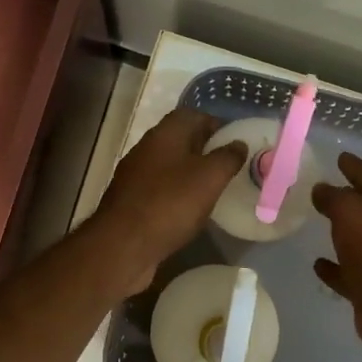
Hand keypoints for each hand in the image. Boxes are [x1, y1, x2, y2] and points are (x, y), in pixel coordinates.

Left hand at [89, 108, 246, 293]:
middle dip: (205, 149)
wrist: (122, 246)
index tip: (235, 140)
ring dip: (190, 172)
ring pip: (169, 166)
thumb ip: (227, 157)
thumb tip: (238, 143)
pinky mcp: (131, 202)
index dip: (215, 124)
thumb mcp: (209, 177)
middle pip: (180, 140)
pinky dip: (177, 194)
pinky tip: (190, 210)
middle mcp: (146, 149)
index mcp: (164, 134)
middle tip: (229, 165)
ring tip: (214, 188)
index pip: (192, 115)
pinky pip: (160, 189)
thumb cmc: (170, 203)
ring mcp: (135, 176)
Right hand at [312, 152, 361, 361]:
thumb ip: (334, 197)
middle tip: (317, 188)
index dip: (354, 166)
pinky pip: (346, 271)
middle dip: (344, 197)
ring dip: (338, 231)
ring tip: (313, 221)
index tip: (339, 157)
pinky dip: (333, 267)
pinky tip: (316, 263)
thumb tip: (321, 190)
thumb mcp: (351, 211)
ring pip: (354, 239)